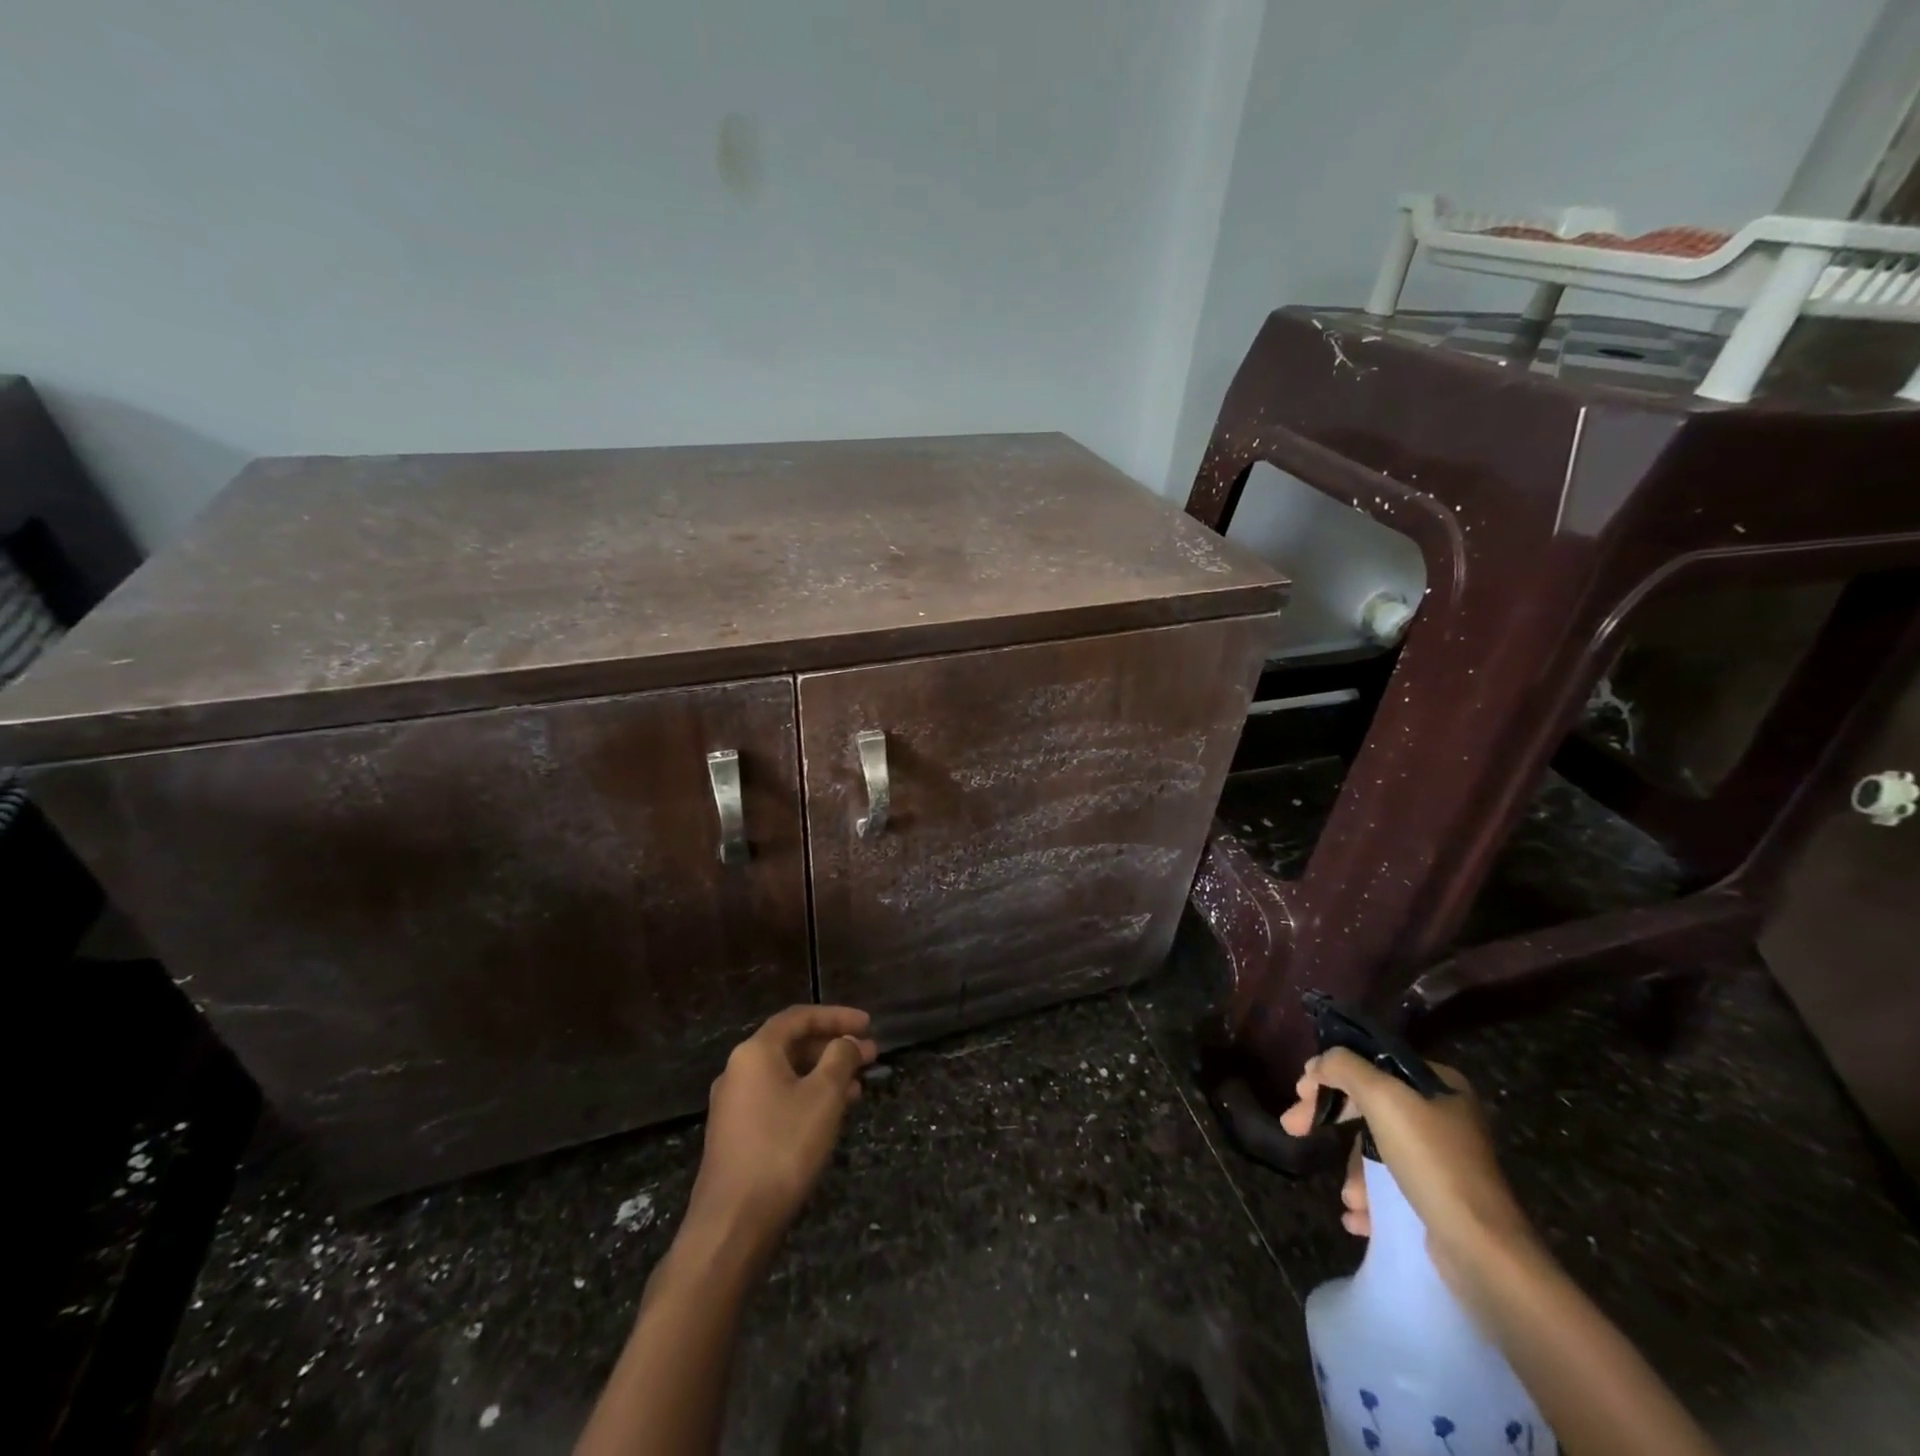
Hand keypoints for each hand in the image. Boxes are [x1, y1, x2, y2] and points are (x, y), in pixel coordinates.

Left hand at [683, 1005, 877, 1266]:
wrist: (732, 1224)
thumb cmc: (783, 1148)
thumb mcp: (823, 1096)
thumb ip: (840, 1058)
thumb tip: (847, 1042)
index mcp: (755, 1052)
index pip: (799, 1017)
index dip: (837, 1016)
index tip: (869, 1025)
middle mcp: (739, 1070)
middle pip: (792, 1045)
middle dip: (834, 1047)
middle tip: (871, 1056)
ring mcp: (734, 1105)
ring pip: (787, 1075)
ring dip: (824, 1074)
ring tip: (860, 1086)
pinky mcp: (737, 1135)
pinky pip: (778, 1099)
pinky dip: (807, 1097)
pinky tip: (831, 1114)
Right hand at [1279, 1049, 1536, 1285]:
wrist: (1483, 1251)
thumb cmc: (1432, 1162)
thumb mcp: (1383, 1098)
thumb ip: (1344, 1067)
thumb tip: (1318, 1064)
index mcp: (1439, 1084)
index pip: (1370, 1063)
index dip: (1330, 1073)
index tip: (1299, 1092)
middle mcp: (1444, 1116)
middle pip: (1369, 1105)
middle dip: (1331, 1122)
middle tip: (1294, 1129)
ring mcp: (1444, 1159)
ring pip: (1377, 1148)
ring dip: (1353, 1171)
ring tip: (1348, 1198)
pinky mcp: (1442, 1198)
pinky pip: (1393, 1185)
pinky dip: (1371, 1198)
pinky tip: (1358, 1216)